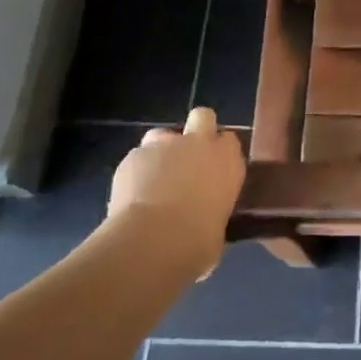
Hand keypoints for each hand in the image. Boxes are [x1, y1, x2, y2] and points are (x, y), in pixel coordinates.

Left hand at [108, 107, 246, 278]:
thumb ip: (212, 216)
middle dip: (196, 131)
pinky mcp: (132, 157)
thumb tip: (205, 229)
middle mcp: (199, 144)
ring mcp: (164, 146)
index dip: (219, 153)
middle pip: (203, 117)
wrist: (153, 241)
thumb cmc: (197, 242)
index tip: (213, 171)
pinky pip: (136, 159)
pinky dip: (134, 173)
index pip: (229, 141)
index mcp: (227, 160)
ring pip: (162, 135)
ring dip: (160, 152)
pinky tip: (130, 197)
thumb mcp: (217, 232)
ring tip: (153, 179)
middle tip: (188, 159)